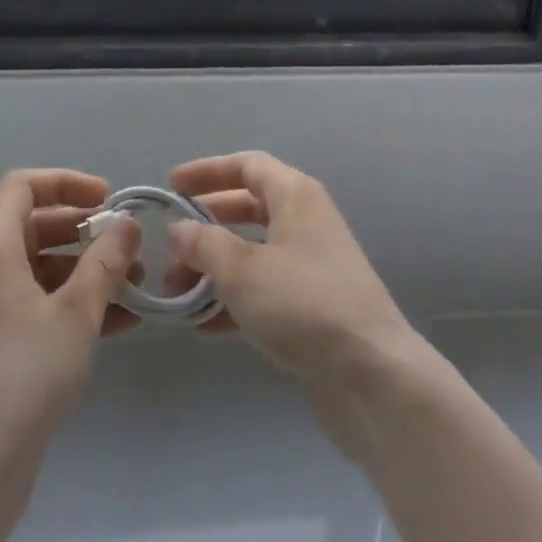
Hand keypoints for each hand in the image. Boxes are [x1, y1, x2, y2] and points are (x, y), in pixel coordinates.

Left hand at [0, 169, 141, 473]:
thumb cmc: (25, 375)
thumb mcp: (77, 312)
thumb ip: (105, 261)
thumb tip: (127, 224)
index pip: (23, 186)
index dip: (66, 183)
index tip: (106, 199)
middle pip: (32, 226)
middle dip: (84, 232)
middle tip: (125, 246)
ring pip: (35, 269)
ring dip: (82, 271)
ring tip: (131, 288)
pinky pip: (28, 305)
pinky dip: (66, 304)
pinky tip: (113, 324)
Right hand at [166, 151, 421, 393]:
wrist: (372, 376)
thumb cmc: (303, 304)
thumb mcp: (242, 270)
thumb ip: (204, 244)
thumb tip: (178, 229)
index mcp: (295, 195)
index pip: (246, 166)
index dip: (207, 171)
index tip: (172, 186)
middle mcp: (306, 220)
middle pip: (248, 208)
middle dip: (206, 226)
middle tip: (170, 246)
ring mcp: (312, 264)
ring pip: (254, 252)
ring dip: (215, 267)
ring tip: (178, 292)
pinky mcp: (314, 305)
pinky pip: (265, 288)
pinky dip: (235, 298)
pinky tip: (205, 326)